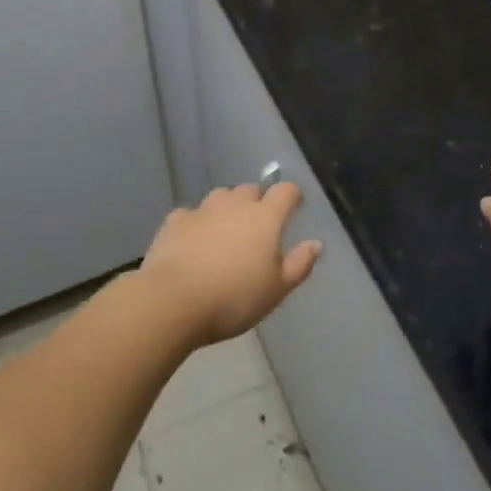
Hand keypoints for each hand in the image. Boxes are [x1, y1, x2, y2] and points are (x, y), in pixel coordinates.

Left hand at [141, 182, 322, 344]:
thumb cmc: (234, 298)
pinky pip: (192, 214)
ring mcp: (203, 209)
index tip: (295, 206)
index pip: (286, 191)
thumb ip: (299, 264)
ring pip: (222, 196)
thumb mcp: (276, 290)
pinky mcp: (176, 220)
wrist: (174, 300)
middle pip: (251, 190)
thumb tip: (316, 244)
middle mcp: (235, 204)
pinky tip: (194, 241)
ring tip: (227, 231)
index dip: (292, 196)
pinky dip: (198, 223)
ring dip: (228, 208)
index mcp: (265, 217)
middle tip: (259, 226)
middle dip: (259, 201)